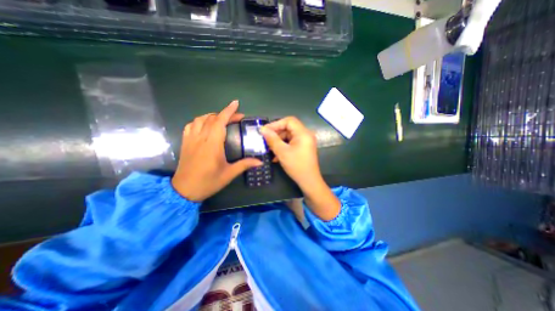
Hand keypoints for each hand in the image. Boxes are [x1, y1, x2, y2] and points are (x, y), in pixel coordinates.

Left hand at [172, 101, 261, 200]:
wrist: (184, 191)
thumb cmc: (208, 182)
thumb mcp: (229, 174)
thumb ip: (244, 165)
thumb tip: (260, 162)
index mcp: (212, 144)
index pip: (220, 122)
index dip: (228, 111)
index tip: (236, 103)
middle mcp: (200, 138)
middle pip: (212, 118)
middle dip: (225, 114)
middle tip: (236, 117)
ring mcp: (191, 139)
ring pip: (200, 119)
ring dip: (212, 116)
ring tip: (221, 120)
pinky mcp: (185, 143)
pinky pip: (191, 125)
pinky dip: (199, 121)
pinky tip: (205, 125)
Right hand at [259, 116, 337, 220]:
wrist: (309, 181)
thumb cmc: (296, 166)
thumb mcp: (282, 152)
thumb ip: (272, 139)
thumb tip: (262, 129)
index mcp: (303, 133)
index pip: (289, 121)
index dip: (276, 124)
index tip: (265, 131)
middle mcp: (305, 135)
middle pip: (288, 128)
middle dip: (276, 134)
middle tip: (265, 140)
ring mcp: (305, 142)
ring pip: (288, 136)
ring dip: (278, 142)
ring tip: (269, 149)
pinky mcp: (303, 148)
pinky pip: (291, 143)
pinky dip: (283, 147)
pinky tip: (275, 155)